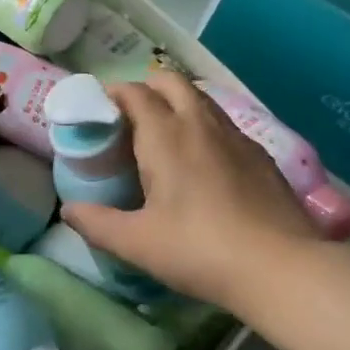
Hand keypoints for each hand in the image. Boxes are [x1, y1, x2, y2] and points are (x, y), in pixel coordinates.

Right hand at [61, 70, 316, 309]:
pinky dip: (204, 127)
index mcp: (165, 135)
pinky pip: (224, 125)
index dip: (113, 94)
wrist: (281, 268)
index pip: (134, 92)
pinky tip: (203, 162)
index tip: (98, 111)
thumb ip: (97, 223)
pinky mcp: (261, 155)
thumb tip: (68, 211)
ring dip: (178, 104)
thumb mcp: (137, 243)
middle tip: (129, 118)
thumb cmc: (199, 249)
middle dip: (147, 88)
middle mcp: (200, 123)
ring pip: (201, 100)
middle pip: (171, 81)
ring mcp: (236, 136)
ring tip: (163, 136)